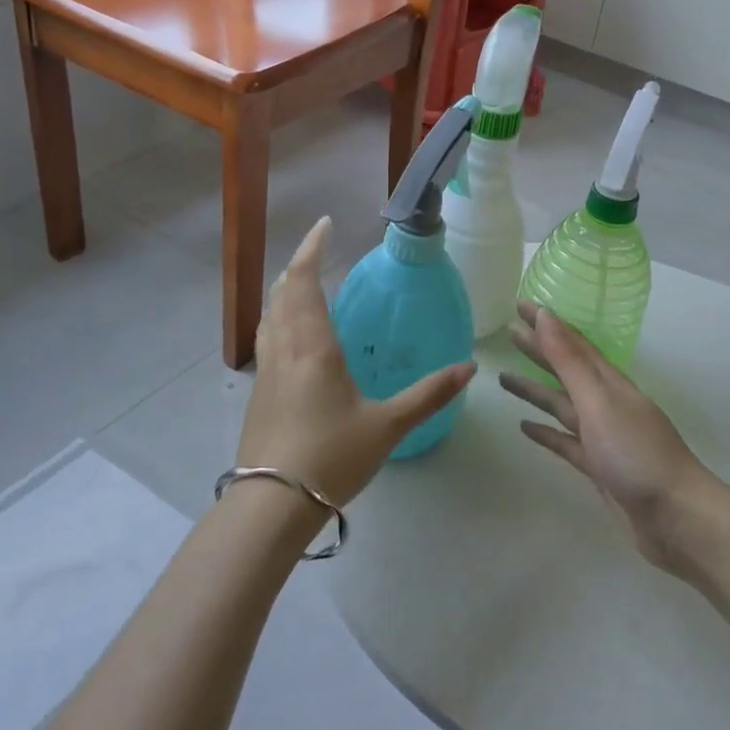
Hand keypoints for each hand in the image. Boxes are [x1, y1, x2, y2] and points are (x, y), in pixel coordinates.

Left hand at [239, 216, 475, 507]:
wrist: (272, 504)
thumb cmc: (332, 457)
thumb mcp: (388, 425)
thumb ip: (429, 395)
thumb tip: (469, 368)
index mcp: (314, 346)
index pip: (305, 281)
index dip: (312, 248)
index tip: (324, 224)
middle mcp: (285, 348)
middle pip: (282, 292)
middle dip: (299, 265)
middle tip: (318, 250)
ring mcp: (266, 370)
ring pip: (270, 314)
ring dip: (284, 290)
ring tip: (303, 283)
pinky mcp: (259, 392)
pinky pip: (267, 338)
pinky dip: (278, 317)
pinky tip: (291, 336)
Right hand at [500, 302, 724, 574]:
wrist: (677, 517)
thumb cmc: (637, 454)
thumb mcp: (599, 402)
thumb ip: (569, 362)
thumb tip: (546, 317)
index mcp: (609, 383)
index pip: (573, 343)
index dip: (548, 323)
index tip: (521, 304)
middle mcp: (606, 403)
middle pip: (566, 370)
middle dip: (540, 350)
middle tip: (509, 332)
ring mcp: (603, 436)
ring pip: (562, 405)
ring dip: (535, 391)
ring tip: (503, 378)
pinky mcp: (598, 467)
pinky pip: (565, 442)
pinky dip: (546, 432)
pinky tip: (524, 427)